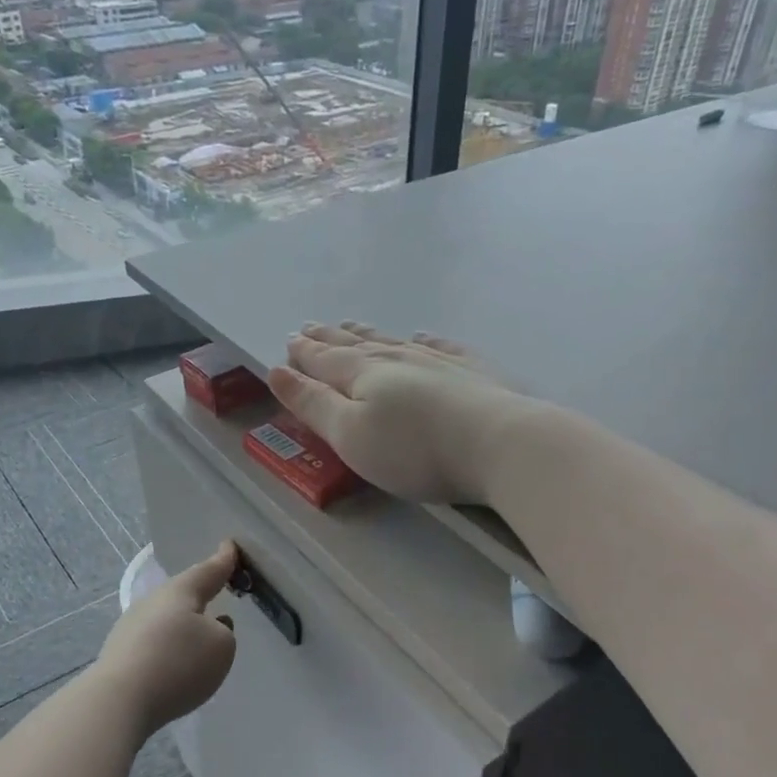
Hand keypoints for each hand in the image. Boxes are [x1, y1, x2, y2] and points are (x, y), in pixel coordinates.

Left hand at [97, 541, 238, 733]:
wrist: (119, 700)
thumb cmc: (178, 663)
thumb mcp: (221, 646)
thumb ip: (224, 632)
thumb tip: (210, 628)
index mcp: (181, 591)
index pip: (209, 571)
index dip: (224, 561)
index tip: (230, 546)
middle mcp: (153, 601)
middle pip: (184, 594)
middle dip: (201, 594)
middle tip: (217, 591)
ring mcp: (132, 626)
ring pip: (167, 619)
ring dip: (184, 625)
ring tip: (200, 638)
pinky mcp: (121, 654)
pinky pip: (154, 642)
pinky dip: (169, 648)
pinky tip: (175, 664)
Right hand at [268, 323, 534, 506]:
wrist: (499, 444)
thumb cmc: (413, 450)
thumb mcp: (349, 434)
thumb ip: (312, 404)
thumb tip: (277, 370)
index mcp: (361, 374)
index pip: (324, 359)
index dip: (304, 352)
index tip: (289, 341)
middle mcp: (397, 358)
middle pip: (355, 345)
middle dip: (329, 338)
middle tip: (310, 327)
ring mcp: (438, 361)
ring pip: (393, 341)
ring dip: (368, 335)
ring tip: (351, 326)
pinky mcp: (473, 371)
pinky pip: (440, 347)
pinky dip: (424, 340)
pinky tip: (421, 336)